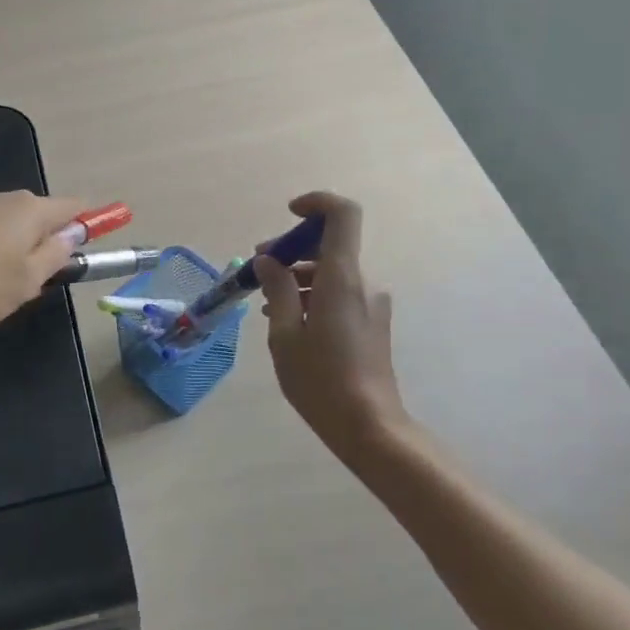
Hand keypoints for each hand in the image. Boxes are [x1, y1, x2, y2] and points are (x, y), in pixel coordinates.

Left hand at [0, 189, 84, 326]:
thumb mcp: (28, 280)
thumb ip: (55, 256)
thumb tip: (72, 234)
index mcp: (32, 210)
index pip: (73, 207)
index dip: (92, 219)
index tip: (103, 228)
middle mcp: (5, 198)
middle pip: (39, 215)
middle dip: (47, 240)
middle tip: (42, 278)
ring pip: (8, 225)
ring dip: (15, 247)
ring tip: (0, 285)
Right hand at [254, 192, 408, 454]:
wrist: (369, 427)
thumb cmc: (320, 380)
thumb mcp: (285, 335)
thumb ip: (278, 289)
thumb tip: (269, 260)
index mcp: (342, 278)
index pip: (342, 215)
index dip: (317, 202)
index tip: (289, 214)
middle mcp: (363, 283)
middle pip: (330, 245)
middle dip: (291, 250)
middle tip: (258, 270)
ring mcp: (371, 304)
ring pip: (332, 272)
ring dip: (298, 277)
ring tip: (266, 304)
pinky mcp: (372, 323)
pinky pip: (340, 293)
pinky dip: (313, 295)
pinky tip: (289, 321)